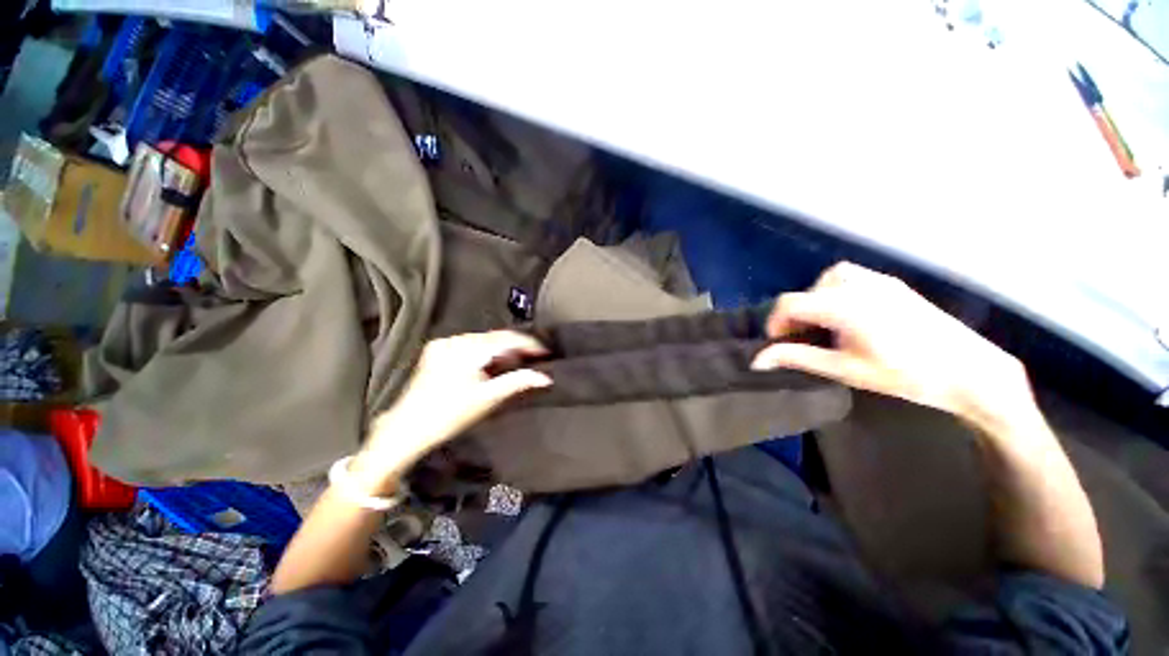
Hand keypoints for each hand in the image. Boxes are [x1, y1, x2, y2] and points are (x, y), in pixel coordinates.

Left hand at [351, 331, 551, 491]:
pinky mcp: (437, 350)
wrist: (407, 429)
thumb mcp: (488, 399)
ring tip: (514, 363)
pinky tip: (491, 363)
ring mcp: (444, 344)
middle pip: (495, 337)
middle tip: (532, 359)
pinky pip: (469, 344)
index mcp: (467, 350)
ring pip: (483, 340)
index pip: (506, 339)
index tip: (545, 351)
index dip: (529, 344)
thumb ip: (518, 382)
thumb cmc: (448, 416)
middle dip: (515, 347)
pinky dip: (484, 351)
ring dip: (500, 349)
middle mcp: (455, 340)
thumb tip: (545, 377)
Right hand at [752, 262, 1034, 428]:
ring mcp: (880, 281)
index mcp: (845, 307)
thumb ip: (799, 359)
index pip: (790, 303)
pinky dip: (837, 292)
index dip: (775, 322)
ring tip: (825, 324)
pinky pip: (852, 278)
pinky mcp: (893, 285)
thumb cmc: (908, 376)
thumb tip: (758, 360)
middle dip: (797, 313)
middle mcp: (859, 286)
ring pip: (829, 279)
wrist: (972, 371)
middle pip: (807, 290)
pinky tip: (850, 316)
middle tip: (804, 339)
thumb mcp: (846, 370)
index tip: (779, 343)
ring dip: (817, 299)